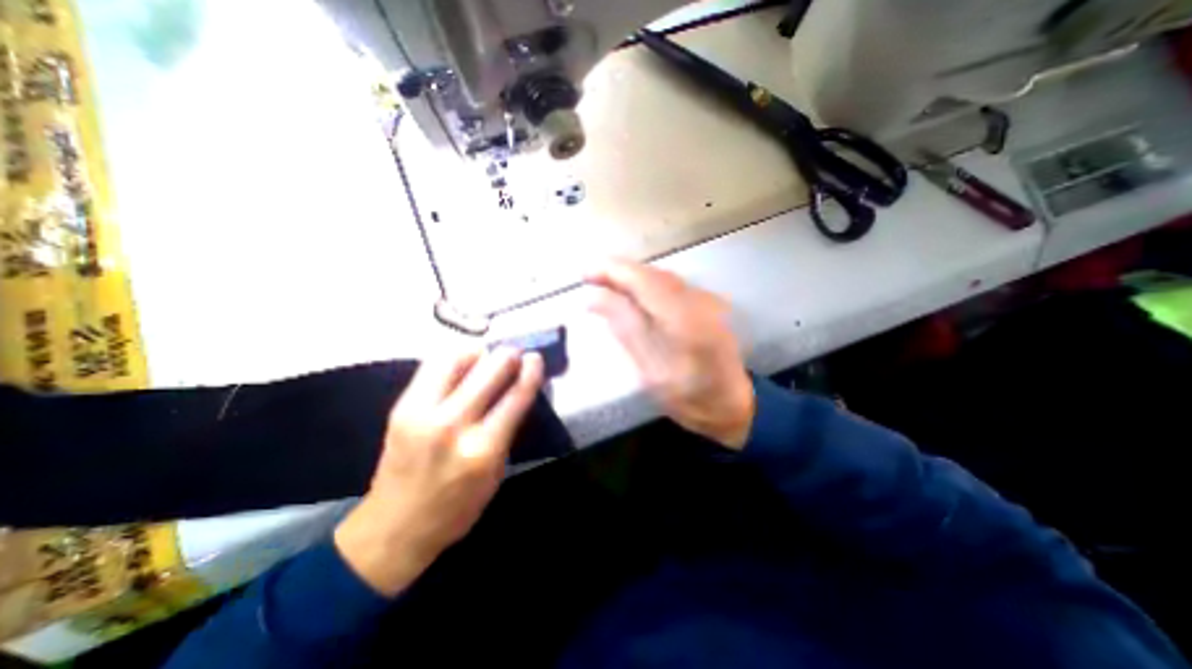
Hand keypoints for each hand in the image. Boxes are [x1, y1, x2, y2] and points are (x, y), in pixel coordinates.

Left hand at [333, 347, 543, 592]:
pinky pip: (433, 366)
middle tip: (516, 352)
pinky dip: (454, 358)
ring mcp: (421, 413)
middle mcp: (451, 426)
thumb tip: (518, 390)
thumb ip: (507, 428)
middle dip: (507, 356)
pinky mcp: (401, 407)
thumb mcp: (496, 473)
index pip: (514, 399)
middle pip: (487, 373)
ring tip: (487, 356)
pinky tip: (463, 364)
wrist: (394, 528)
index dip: (529, 373)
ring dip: (478, 352)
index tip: (536, 358)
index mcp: (482, 450)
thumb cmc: (457, 507)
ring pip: (455, 360)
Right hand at [587, 260, 752, 448]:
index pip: (643, 281)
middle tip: (588, 279)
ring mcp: (707, 300)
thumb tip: (593, 298)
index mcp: (685, 321)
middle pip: (653, 273)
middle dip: (618, 271)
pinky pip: (670, 285)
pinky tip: (631, 294)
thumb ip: (625, 329)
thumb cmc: (690, 398)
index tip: (584, 273)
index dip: (612, 271)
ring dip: (632, 276)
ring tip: (603, 284)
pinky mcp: (708, 304)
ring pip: (662, 276)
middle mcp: (699, 302)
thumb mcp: (650, 371)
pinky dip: (646, 284)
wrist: (733, 405)